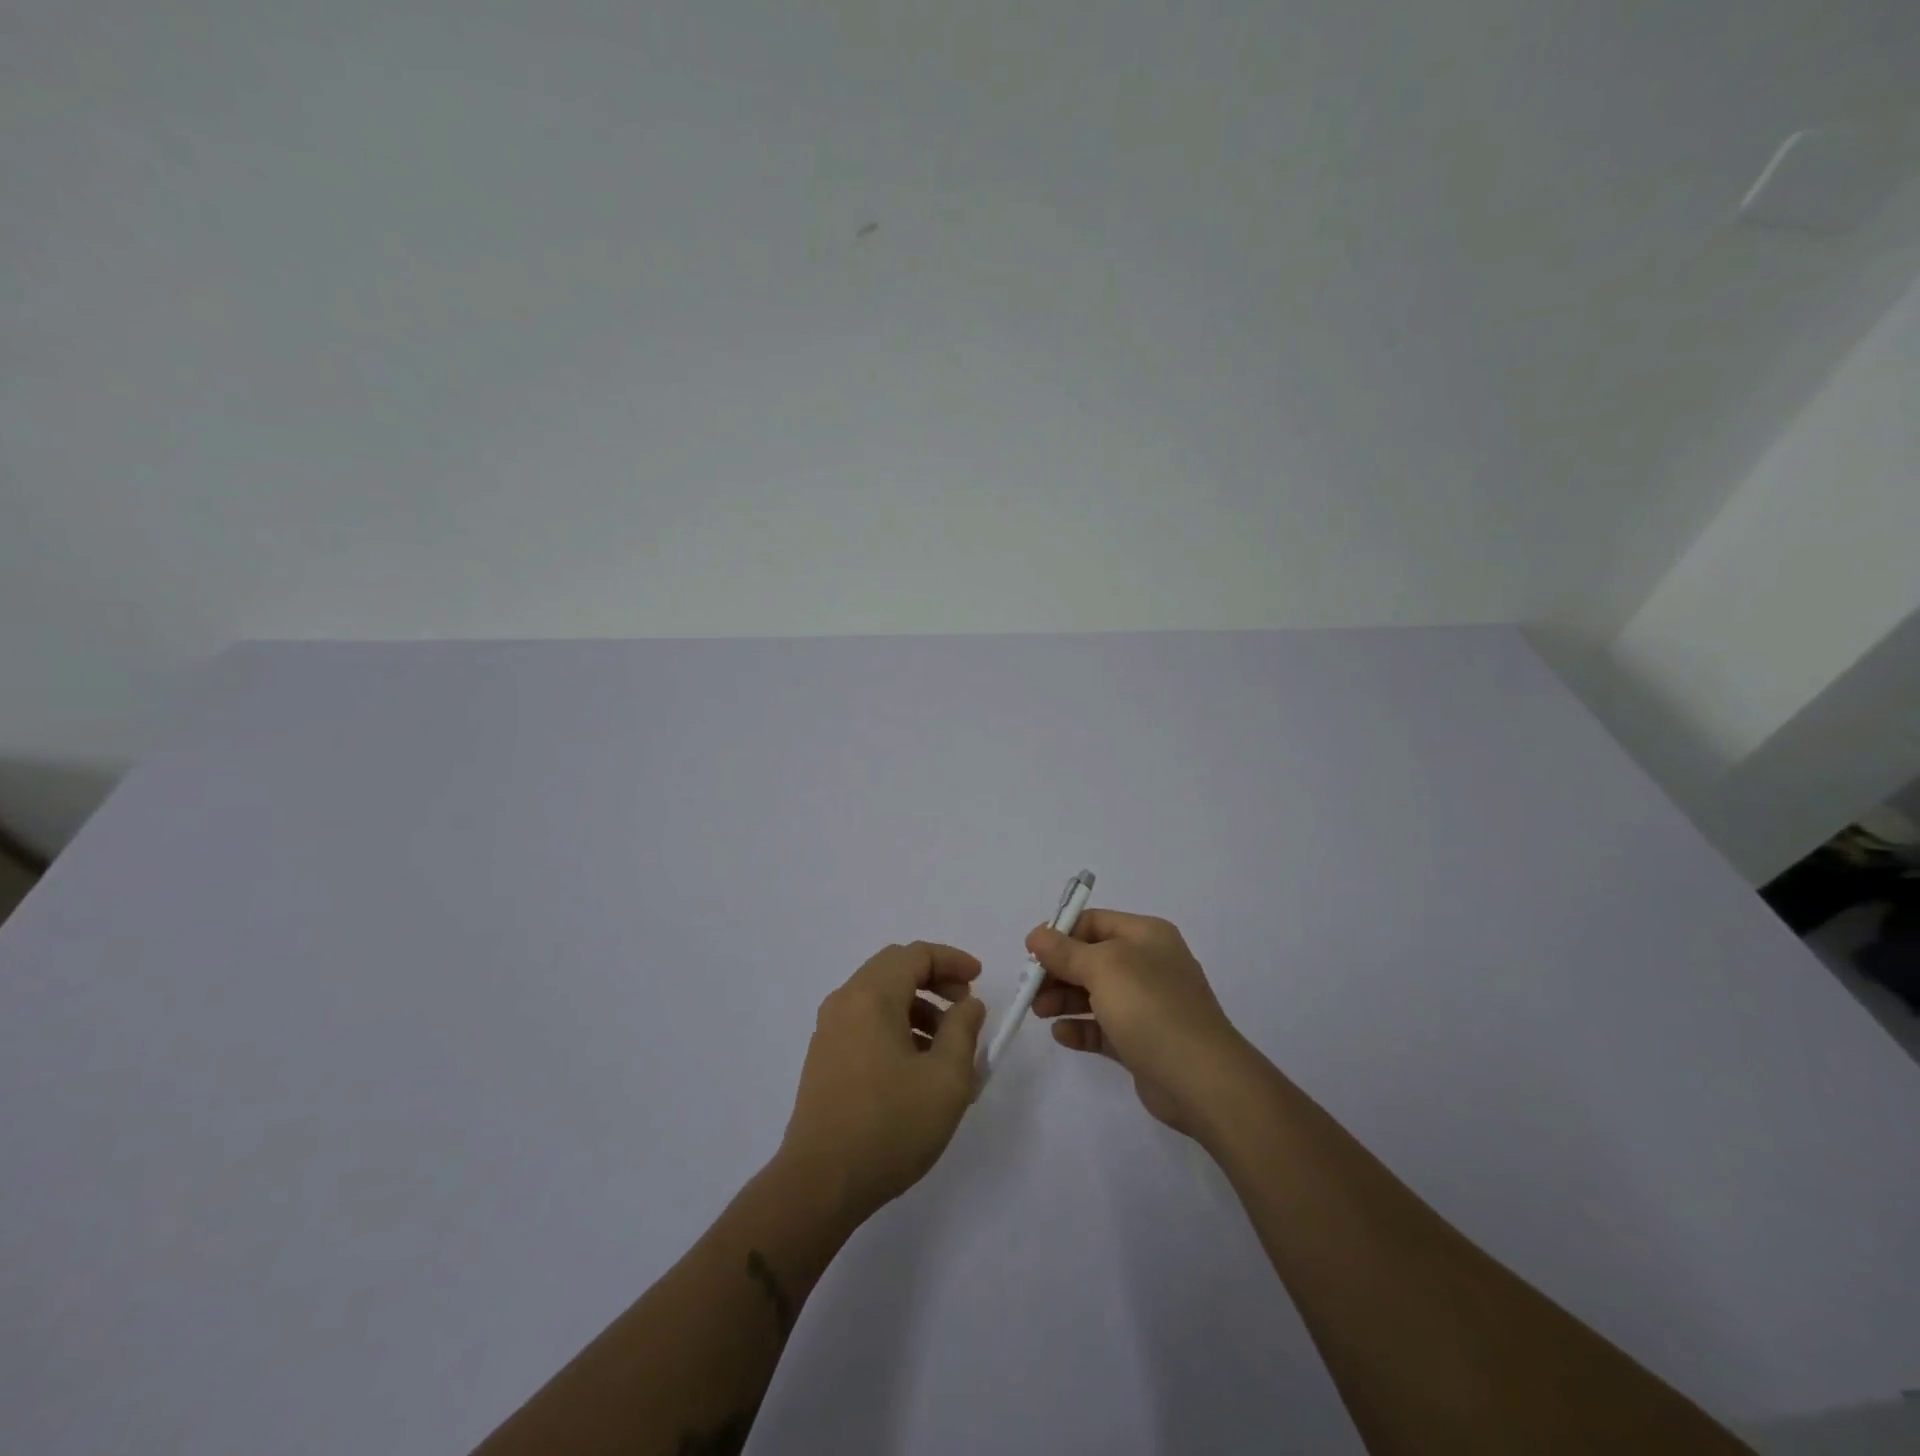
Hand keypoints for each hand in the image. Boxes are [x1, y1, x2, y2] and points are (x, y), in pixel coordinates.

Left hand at [780, 941, 987, 1222]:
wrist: (820, 1183)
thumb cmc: (890, 1126)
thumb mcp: (946, 1079)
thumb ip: (963, 1031)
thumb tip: (968, 1004)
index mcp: (872, 996)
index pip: (916, 954)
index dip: (952, 961)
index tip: (980, 980)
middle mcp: (845, 1001)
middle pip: (894, 968)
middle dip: (935, 980)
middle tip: (964, 1005)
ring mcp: (829, 1030)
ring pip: (880, 996)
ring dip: (917, 1006)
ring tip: (946, 1045)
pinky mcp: (824, 1057)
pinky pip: (865, 1021)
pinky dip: (896, 1026)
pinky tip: (915, 1065)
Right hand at [1029, 910, 1252, 1137]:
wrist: (1201, 1079)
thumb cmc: (1151, 1008)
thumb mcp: (1103, 968)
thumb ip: (1065, 951)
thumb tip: (1036, 934)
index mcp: (1146, 936)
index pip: (1094, 922)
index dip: (1061, 934)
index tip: (1031, 953)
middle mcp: (1148, 964)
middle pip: (1091, 958)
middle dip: (1058, 970)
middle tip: (1030, 988)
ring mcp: (1147, 1004)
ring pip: (1095, 993)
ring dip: (1063, 999)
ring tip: (1039, 1012)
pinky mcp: (1142, 1041)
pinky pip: (1103, 1027)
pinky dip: (1081, 1028)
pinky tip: (1062, 1035)